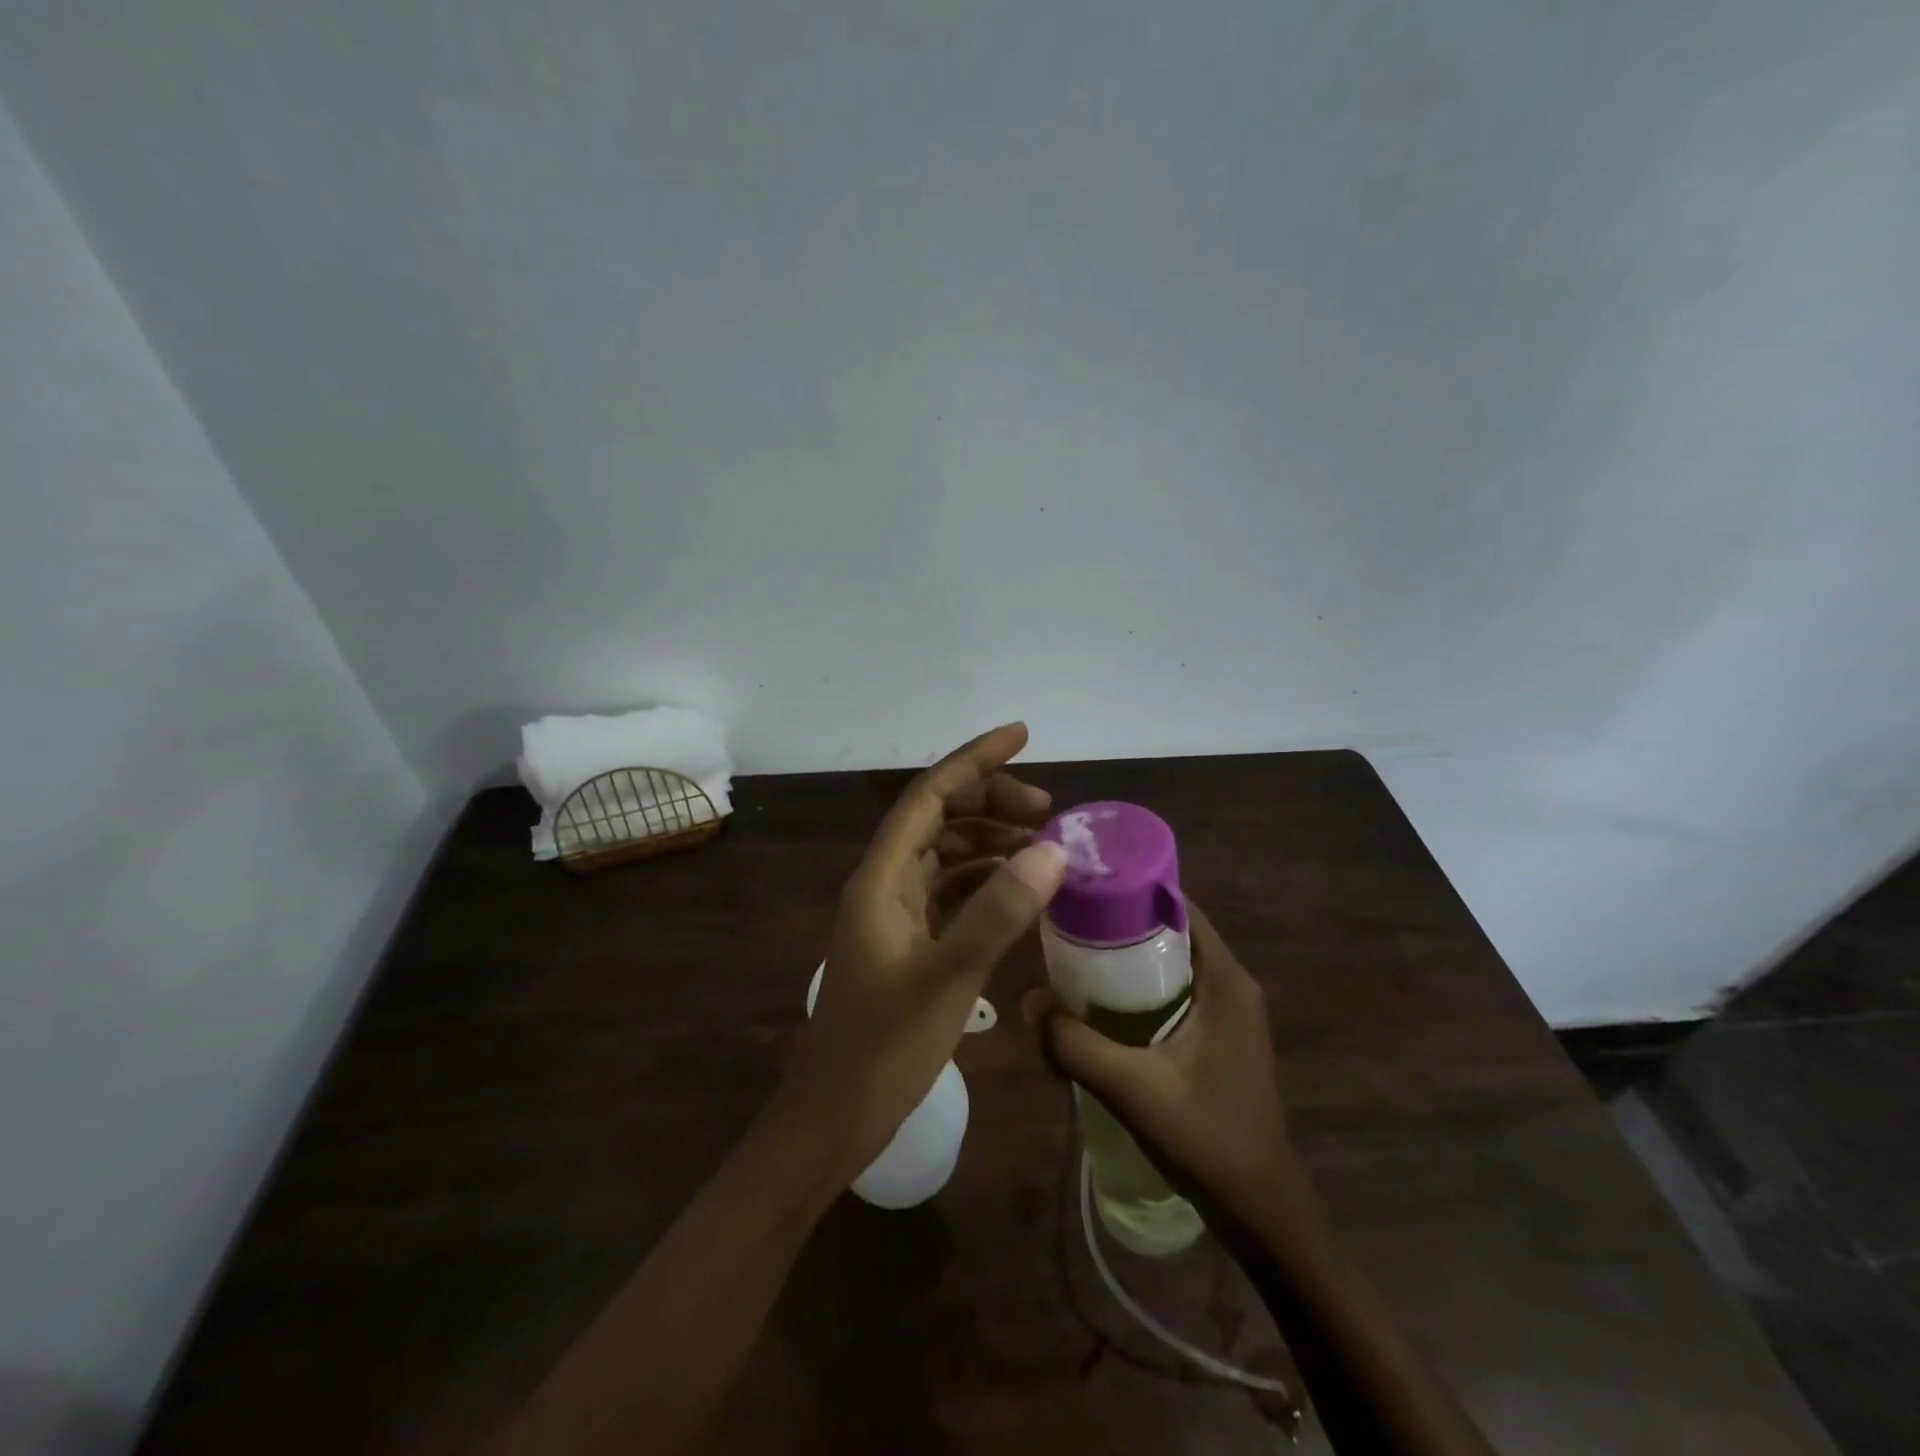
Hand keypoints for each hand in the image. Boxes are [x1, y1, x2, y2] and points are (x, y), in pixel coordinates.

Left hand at [781, 723, 1068, 1184]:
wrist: (832, 1120)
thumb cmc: (880, 1051)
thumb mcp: (946, 980)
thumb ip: (997, 913)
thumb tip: (1052, 848)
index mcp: (880, 879)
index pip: (928, 796)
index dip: (974, 760)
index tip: (1023, 735)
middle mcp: (884, 886)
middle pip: (939, 819)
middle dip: (991, 802)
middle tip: (1049, 813)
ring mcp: (894, 916)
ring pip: (946, 856)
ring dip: (990, 842)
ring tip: (1043, 849)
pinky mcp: (907, 945)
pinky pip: (950, 894)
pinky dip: (985, 882)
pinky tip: (1020, 894)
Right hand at [1024, 902, 1308, 1231]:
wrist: (1261, 1211)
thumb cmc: (1207, 1140)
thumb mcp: (1133, 1090)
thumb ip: (1076, 1045)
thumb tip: (1029, 1001)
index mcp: (1226, 980)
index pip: (1178, 906)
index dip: (1131, 889)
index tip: (1083, 886)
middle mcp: (1232, 984)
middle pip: (1171, 930)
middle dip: (1120, 922)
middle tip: (1066, 922)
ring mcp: (1229, 1011)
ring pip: (1172, 961)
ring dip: (1128, 956)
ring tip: (1073, 956)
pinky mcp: (1220, 1035)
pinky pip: (1176, 989)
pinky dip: (1141, 986)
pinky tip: (1101, 1003)